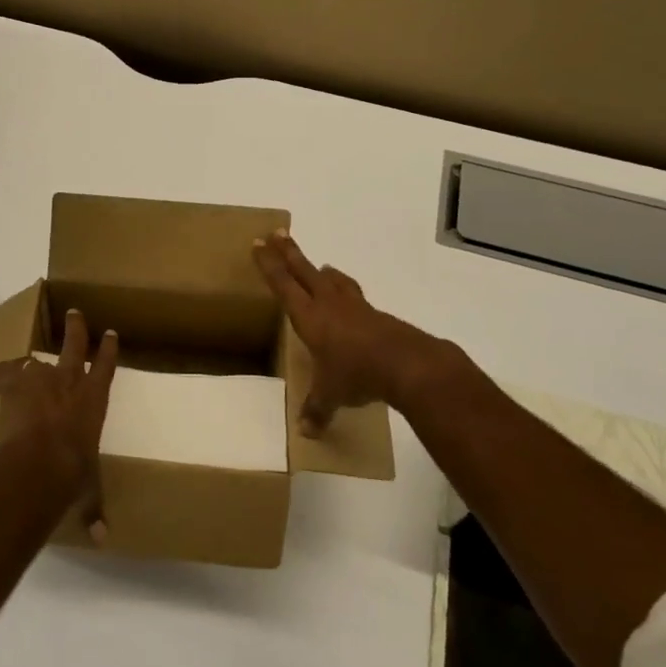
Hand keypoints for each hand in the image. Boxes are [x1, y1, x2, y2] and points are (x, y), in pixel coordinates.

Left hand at [0, 308, 116, 542]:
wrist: (38, 461)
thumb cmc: (73, 471)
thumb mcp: (87, 489)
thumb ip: (93, 509)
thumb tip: (102, 540)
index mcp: (94, 400)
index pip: (106, 367)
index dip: (108, 349)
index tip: (111, 333)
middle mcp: (70, 383)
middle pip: (75, 346)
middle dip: (77, 329)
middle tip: (75, 312)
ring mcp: (40, 380)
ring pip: (39, 360)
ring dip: (35, 360)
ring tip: (28, 358)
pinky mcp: (14, 387)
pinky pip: (8, 375)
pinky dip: (4, 377)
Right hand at [253, 231, 451, 436]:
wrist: (408, 364)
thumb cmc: (357, 374)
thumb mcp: (332, 395)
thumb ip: (317, 409)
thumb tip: (306, 433)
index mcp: (309, 317)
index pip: (283, 284)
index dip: (269, 265)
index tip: (258, 244)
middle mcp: (329, 304)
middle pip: (304, 271)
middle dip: (289, 252)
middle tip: (277, 234)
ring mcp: (355, 307)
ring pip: (334, 280)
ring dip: (323, 271)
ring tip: (320, 265)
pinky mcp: (376, 315)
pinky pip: (355, 296)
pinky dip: (347, 292)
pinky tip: (351, 302)